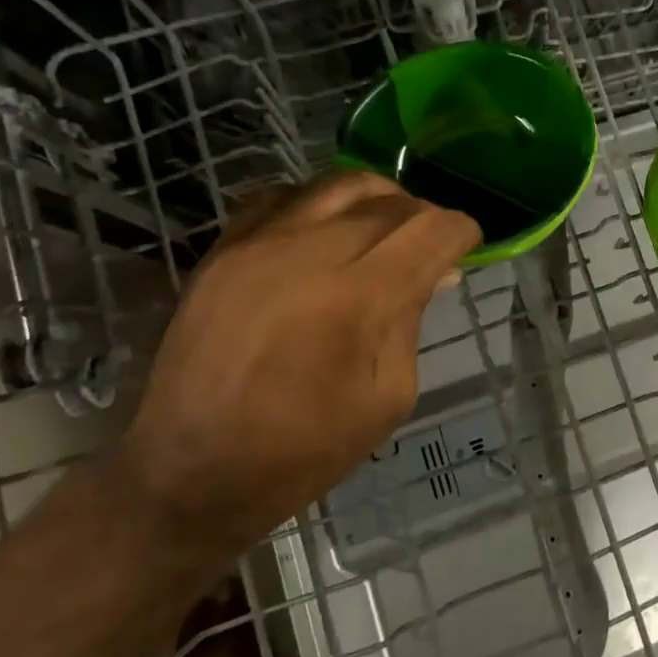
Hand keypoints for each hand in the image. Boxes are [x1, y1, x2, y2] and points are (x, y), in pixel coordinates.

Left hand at [117, 173, 478, 557]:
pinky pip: (283, 195)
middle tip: (430, 247)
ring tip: (385, 227)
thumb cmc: (305, 450)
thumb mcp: (389, 395)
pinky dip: (319, 203)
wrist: (190, 472)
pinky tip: (327, 230)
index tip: (467, 246)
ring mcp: (258, 244)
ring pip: (339, 184)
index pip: (431, 230)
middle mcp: (310, 252)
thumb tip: (433, 271)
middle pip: (391, 202)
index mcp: (359, 297)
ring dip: (378, 199)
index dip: (461, 231)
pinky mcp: (222, 250)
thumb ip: (412, 320)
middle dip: (424, 218)